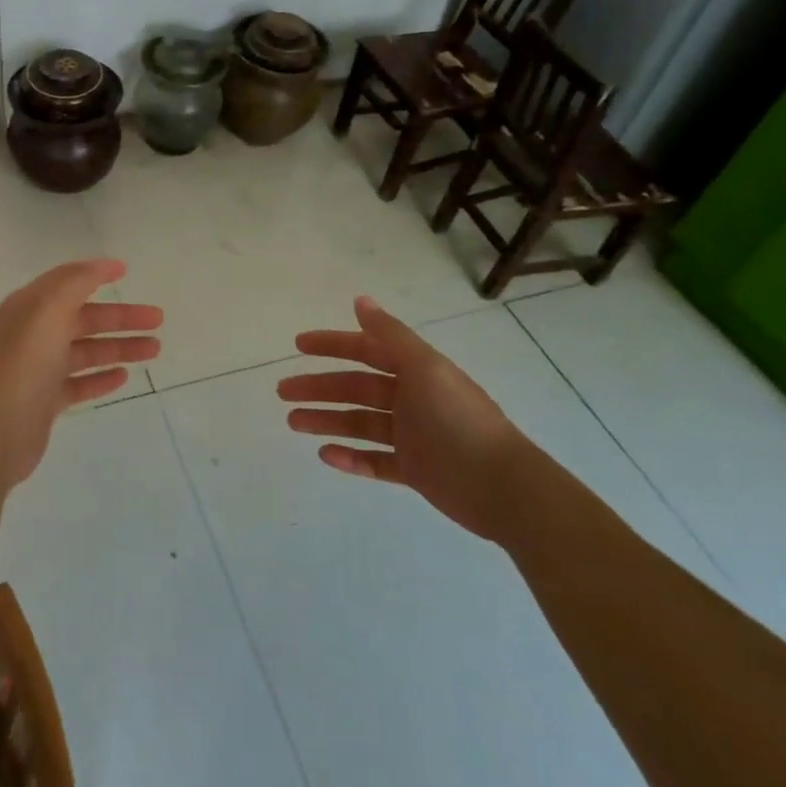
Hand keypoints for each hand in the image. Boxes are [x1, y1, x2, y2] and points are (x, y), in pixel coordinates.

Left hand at [0, 259, 162, 483]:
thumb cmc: (25, 362)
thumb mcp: (49, 309)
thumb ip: (76, 282)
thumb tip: (102, 265)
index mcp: (29, 307)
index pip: (67, 283)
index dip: (95, 274)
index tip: (126, 272)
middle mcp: (32, 334)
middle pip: (84, 319)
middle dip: (121, 317)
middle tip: (158, 319)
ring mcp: (38, 369)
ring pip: (86, 352)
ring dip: (119, 347)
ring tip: (154, 349)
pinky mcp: (45, 401)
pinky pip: (78, 384)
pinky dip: (100, 378)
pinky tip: (123, 377)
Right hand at [280, 297, 530, 540]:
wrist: (502, 487)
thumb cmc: (459, 419)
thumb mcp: (424, 368)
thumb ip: (390, 335)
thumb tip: (360, 299)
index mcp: (415, 371)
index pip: (366, 350)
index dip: (333, 345)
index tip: (298, 345)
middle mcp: (411, 399)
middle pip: (356, 388)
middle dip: (319, 387)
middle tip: (283, 392)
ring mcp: (412, 437)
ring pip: (359, 423)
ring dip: (326, 420)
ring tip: (293, 422)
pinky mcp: (414, 471)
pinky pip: (375, 461)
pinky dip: (350, 457)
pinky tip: (325, 455)